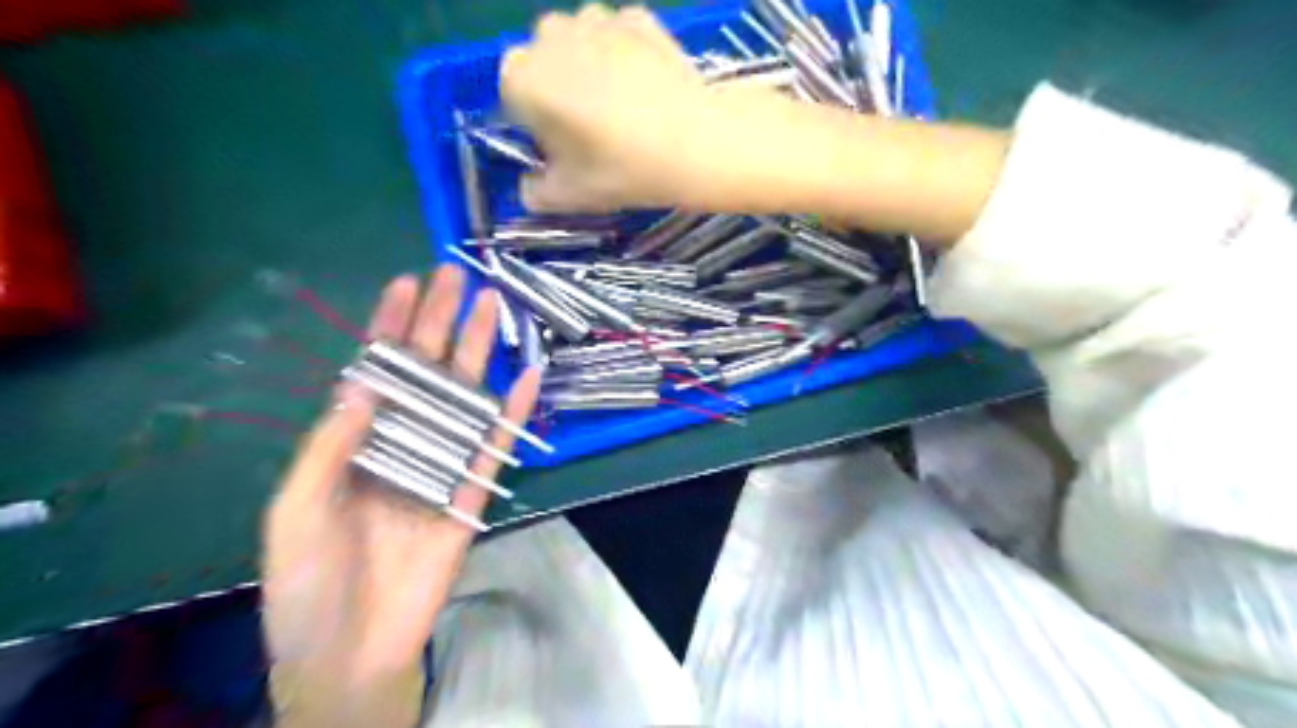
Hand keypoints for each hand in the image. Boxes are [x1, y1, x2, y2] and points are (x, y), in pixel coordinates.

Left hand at [258, 267, 541, 699]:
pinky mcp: (472, 490)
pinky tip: (528, 377)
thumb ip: (331, 445)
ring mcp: (440, 462)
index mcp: (353, 440)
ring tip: (493, 307)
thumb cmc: (308, 581)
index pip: (375, 370)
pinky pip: (496, 446)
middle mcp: (400, 439)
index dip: (389, 326)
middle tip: (456, 276)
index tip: (406, 283)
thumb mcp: (298, 509)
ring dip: (479, 353)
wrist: (352, 649)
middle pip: (425, 371)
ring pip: (463, 397)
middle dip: (439, 322)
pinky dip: (513, 413)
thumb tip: (364, 381)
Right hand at [500, 2, 756, 213]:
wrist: (697, 142)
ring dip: (591, 68)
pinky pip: (619, 38)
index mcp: (522, 78)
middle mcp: (550, 35)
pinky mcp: (638, 16)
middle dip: (561, 90)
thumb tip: (530, 187)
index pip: (514, 98)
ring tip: (625, 108)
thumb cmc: (622, 170)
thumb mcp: (569, 197)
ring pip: (581, 44)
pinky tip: (648, 89)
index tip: (565, 148)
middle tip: (595, 131)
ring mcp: (597, 17)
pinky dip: (626, 57)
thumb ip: (535, 193)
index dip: (537, 124)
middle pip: (545, 65)